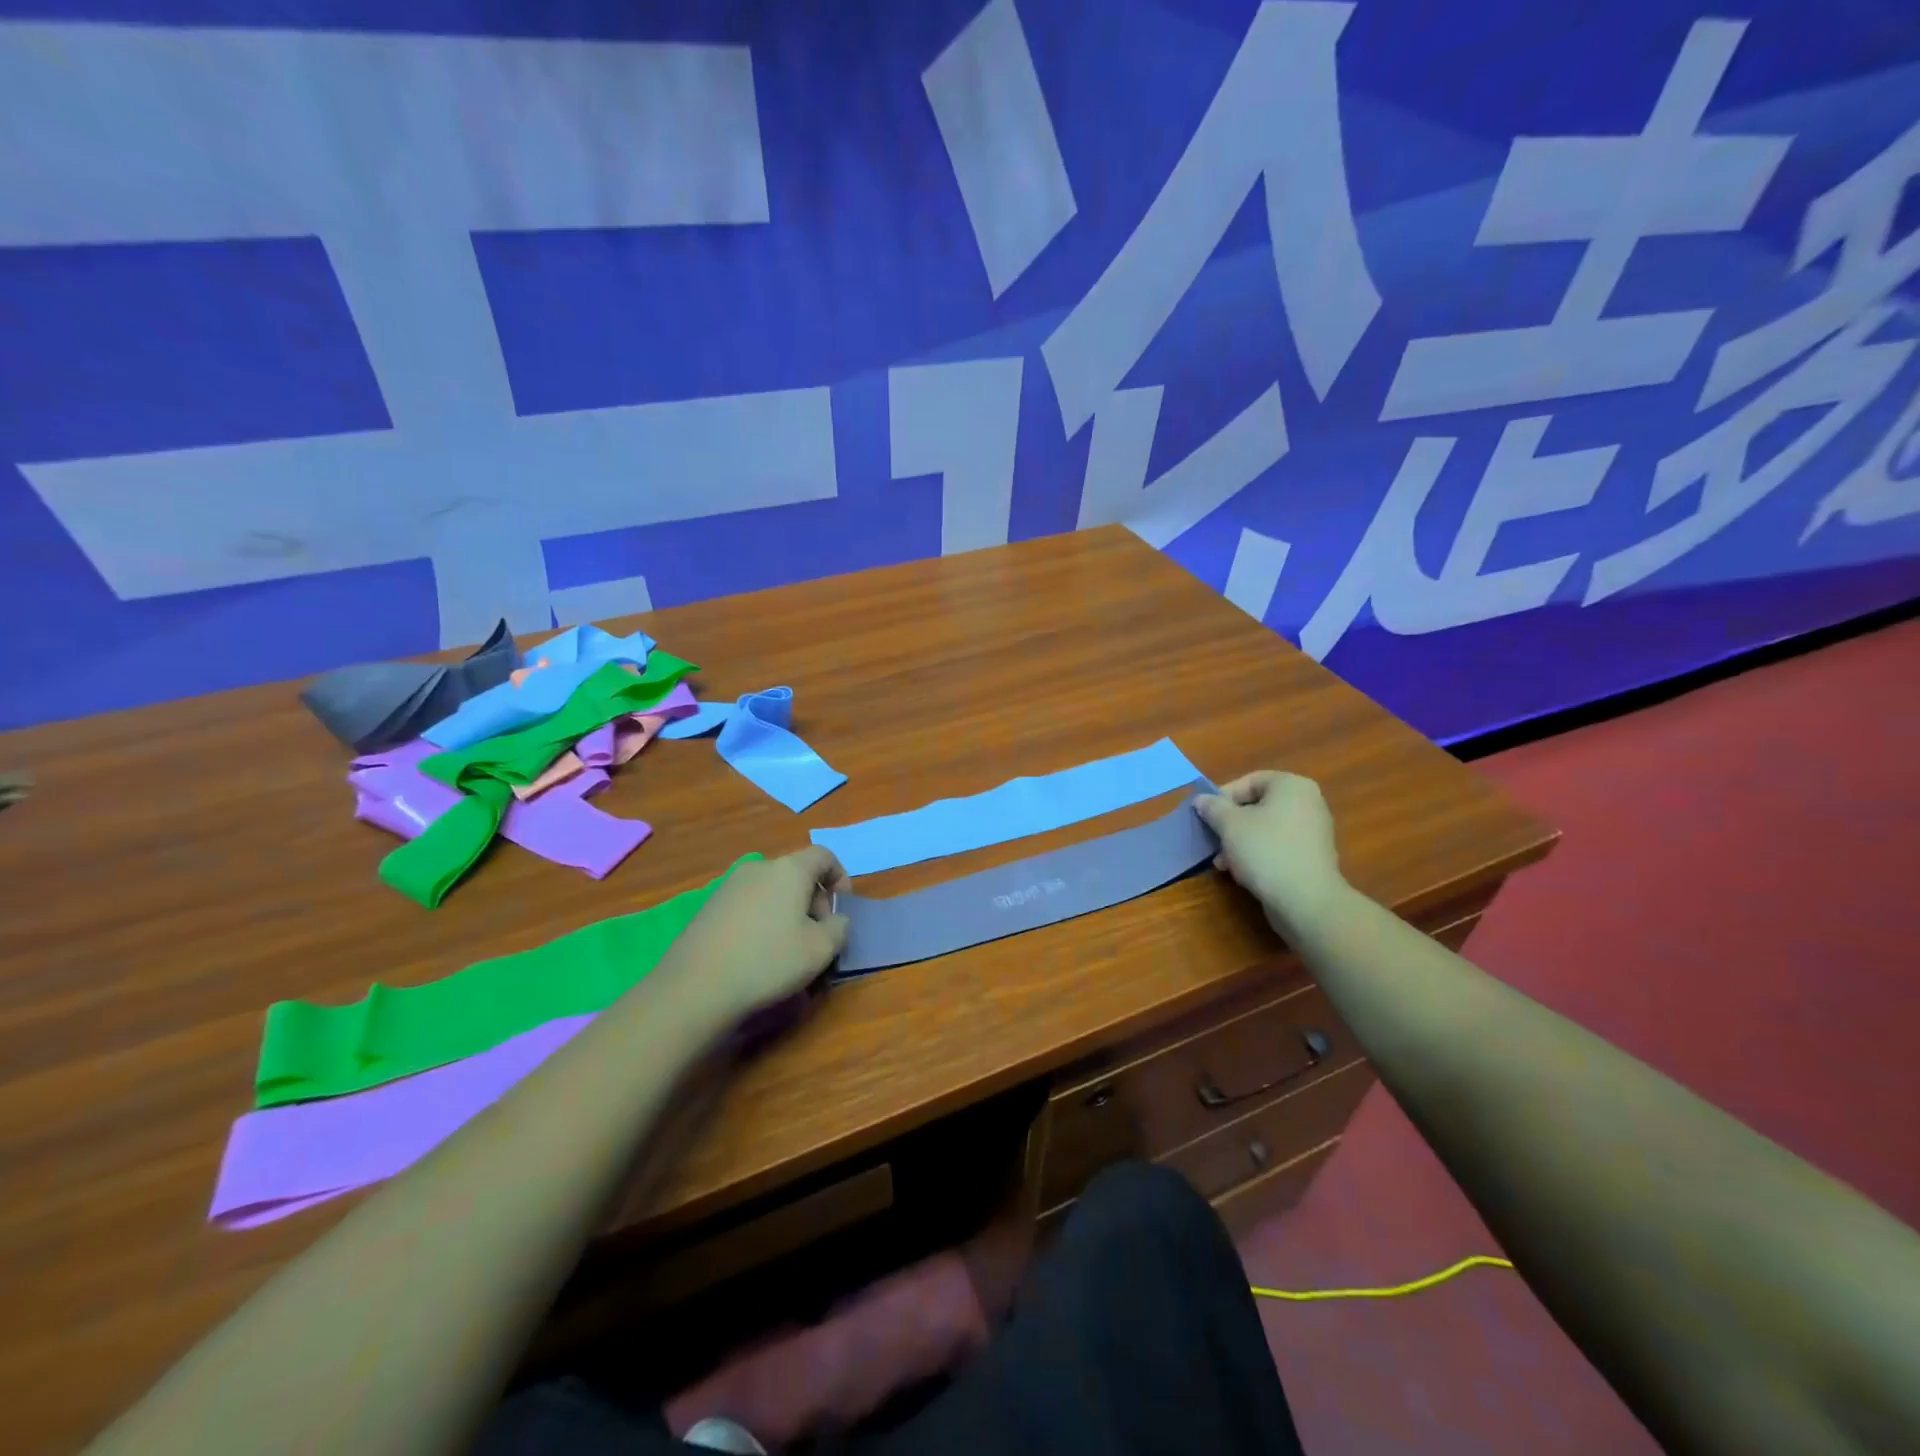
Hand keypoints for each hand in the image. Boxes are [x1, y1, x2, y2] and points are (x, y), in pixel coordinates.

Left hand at [656, 847, 850, 1022]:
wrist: (695, 987)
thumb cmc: (769, 961)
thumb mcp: (821, 950)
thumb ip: (839, 927)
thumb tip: (834, 919)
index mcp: (789, 870)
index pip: (824, 855)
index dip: (840, 877)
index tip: (841, 909)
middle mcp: (758, 868)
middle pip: (797, 874)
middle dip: (814, 901)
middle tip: (818, 937)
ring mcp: (729, 886)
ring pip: (771, 891)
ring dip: (788, 912)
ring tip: (788, 949)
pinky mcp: (709, 907)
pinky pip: (749, 905)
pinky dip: (762, 921)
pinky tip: (757, 954)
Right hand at [1194, 771, 1346, 940]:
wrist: (1306, 900)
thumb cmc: (1266, 851)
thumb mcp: (1229, 825)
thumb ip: (1212, 807)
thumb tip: (1201, 800)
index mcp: (1292, 786)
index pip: (1250, 781)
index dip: (1223, 797)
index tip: (1206, 815)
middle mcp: (1308, 803)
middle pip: (1257, 806)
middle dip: (1230, 824)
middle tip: (1213, 840)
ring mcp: (1313, 831)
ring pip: (1265, 829)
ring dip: (1239, 842)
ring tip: (1222, 862)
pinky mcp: (1312, 857)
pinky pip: (1278, 846)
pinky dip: (1258, 854)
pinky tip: (1241, 872)